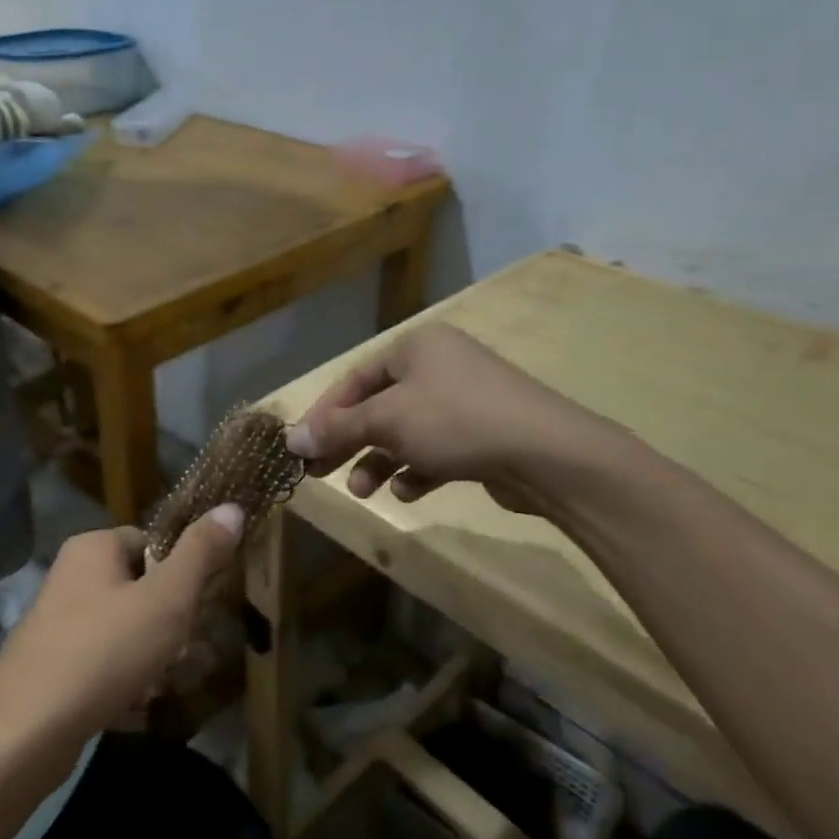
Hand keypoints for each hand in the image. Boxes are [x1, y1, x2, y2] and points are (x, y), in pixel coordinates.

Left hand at [0, 507, 244, 765]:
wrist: (24, 734)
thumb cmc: (103, 653)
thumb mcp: (167, 600)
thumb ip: (201, 554)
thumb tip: (232, 507)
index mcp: (93, 547)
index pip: (154, 544)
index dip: (182, 576)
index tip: (195, 610)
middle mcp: (70, 575)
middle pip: (142, 588)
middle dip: (169, 624)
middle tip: (180, 654)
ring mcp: (56, 621)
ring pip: (126, 628)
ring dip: (151, 656)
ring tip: (159, 684)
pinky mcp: (50, 663)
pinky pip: (102, 659)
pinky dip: (123, 678)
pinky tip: (133, 704)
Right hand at [285, 322, 631, 520]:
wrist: (547, 453)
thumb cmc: (456, 421)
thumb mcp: (388, 421)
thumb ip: (338, 429)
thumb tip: (291, 440)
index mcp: (416, 347)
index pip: (355, 378)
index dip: (325, 413)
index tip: (301, 447)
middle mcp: (439, 366)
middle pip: (378, 406)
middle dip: (348, 441)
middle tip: (319, 473)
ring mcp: (464, 400)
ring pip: (406, 431)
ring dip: (379, 461)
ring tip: (363, 491)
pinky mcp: (483, 434)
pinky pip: (436, 449)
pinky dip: (417, 469)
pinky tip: (408, 491)